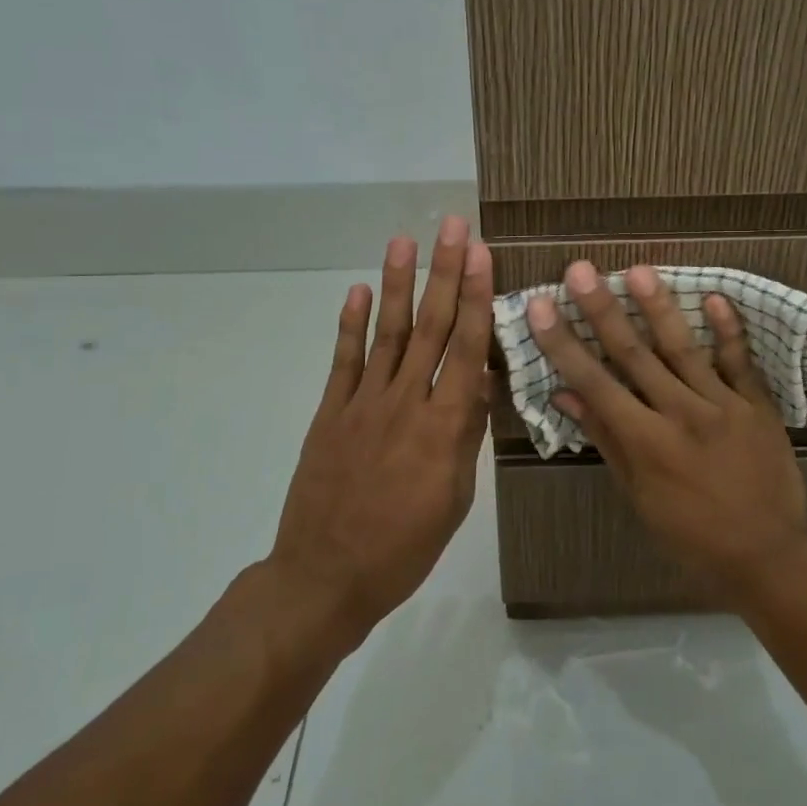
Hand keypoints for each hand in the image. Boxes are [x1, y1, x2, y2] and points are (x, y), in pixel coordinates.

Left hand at [269, 216, 491, 645]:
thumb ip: (465, 435)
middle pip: (430, 328)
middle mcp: (405, 403)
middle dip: (443, 273)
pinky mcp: (331, 414)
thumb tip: (479, 383)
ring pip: (387, 334)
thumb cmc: (405, 546)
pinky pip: (343, 362)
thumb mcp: (455, 498)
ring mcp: (363, 405)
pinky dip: (351, 325)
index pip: (466, 349)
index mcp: (444, 427)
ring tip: (404, 242)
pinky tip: (359, 292)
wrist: (326, 577)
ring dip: (397, 285)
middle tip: (452, 227)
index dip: (475, 297)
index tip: (480, 255)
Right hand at [527, 261, 806, 606]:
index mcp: (647, 442)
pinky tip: (714, 296)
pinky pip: (741, 362)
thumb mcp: (639, 496)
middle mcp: (681, 414)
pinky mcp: (758, 405)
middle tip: (581, 270)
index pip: (595, 383)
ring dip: (659, 307)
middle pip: (635, 355)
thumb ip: (606, 440)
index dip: (564, 344)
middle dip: (603, 310)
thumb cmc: (692, 534)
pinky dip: (729, 330)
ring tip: (639, 270)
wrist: (768, 555)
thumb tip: (566, 394)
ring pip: (684, 349)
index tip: (541, 307)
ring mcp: (724, 405)